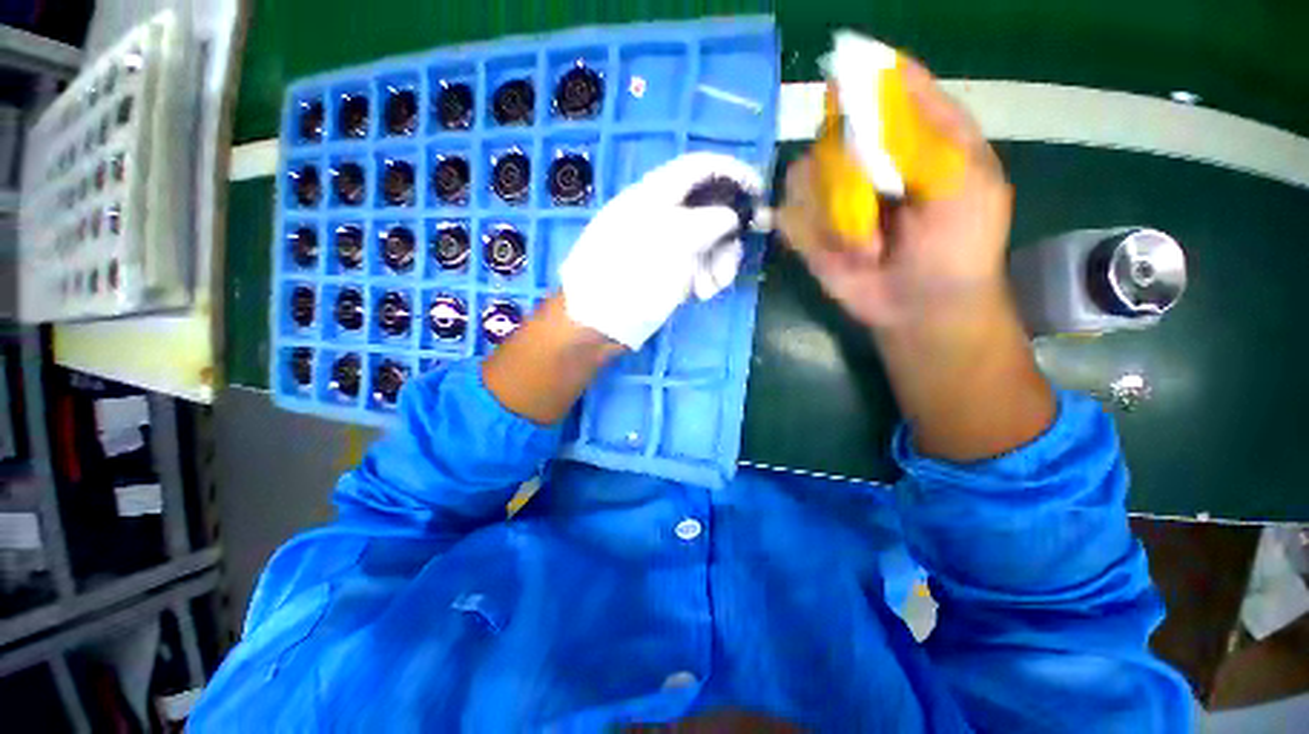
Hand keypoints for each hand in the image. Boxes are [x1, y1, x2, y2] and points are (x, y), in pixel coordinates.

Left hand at [559, 152, 763, 349]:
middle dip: (728, 232)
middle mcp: (661, 217)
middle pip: (708, 209)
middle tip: (740, 253)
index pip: (698, 168)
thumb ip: (708, 221)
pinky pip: (697, 265)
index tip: (760, 191)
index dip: (732, 172)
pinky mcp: (667, 273)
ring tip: (713, 286)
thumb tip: (731, 217)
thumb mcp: (673, 241)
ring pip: (707, 241)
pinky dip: (706, 277)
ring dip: (720, 261)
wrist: (598, 323)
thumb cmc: (631, 277)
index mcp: (654, 196)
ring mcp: (664, 247)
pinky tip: (702, 293)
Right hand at [779, 60, 1051, 460]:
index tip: (853, 98)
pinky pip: (789, 216)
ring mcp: (833, 195)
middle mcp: (868, 157)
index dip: (866, 82)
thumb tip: (881, 74)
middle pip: (831, 131)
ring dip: (832, 216)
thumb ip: (926, 132)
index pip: (884, 85)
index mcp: (913, 135)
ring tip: (865, 247)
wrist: (918, 309)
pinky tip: (840, 255)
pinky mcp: (808, 229)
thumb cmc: (958, 247)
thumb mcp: (965, 183)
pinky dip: (810, 235)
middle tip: (874, 205)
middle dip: (847, 173)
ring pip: (803, 176)